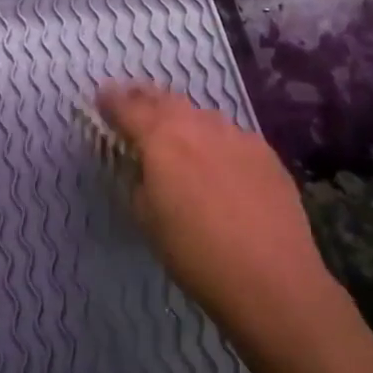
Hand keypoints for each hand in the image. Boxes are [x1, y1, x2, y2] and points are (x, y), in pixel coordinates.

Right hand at [97, 84, 339, 340]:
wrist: (270, 277)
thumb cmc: (194, 253)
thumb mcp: (147, 219)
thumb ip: (140, 180)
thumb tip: (145, 166)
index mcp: (163, 139)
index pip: (129, 107)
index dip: (112, 101)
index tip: (101, 96)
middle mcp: (200, 126)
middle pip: (167, 100)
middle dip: (145, 98)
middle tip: (132, 99)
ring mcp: (238, 136)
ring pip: (202, 116)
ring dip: (182, 118)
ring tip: (173, 129)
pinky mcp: (267, 154)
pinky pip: (231, 136)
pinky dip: (214, 140)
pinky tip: (216, 159)